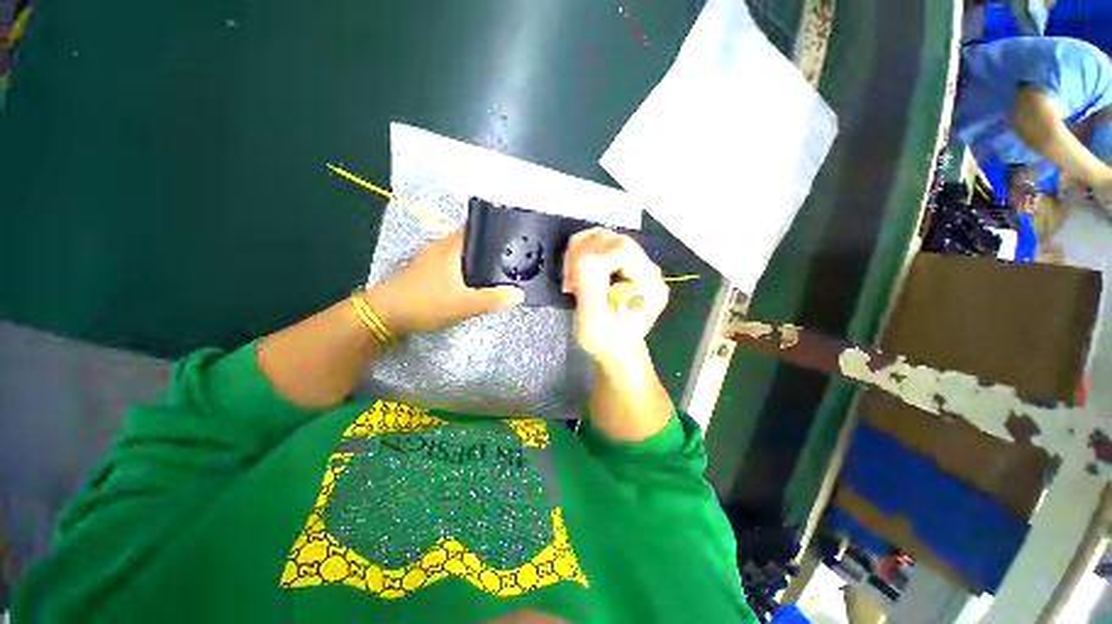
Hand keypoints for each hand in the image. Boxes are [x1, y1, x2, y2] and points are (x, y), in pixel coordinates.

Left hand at [364, 230, 523, 335]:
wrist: (386, 315)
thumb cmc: (426, 303)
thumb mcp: (464, 304)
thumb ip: (493, 299)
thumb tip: (520, 295)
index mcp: (452, 247)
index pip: (478, 226)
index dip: (498, 227)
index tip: (517, 235)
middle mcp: (443, 246)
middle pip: (474, 239)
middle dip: (494, 245)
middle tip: (516, 256)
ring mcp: (435, 258)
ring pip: (465, 252)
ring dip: (481, 258)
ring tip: (503, 268)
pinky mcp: (430, 270)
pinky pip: (457, 263)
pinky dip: (470, 268)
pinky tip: (480, 281)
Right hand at [562, 229, 668, 367]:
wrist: (617, 349)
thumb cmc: (605, 342)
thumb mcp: (593, 321)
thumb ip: (589, 287)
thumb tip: (582, 256)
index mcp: (650, 285)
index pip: (620, 250)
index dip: (590, 257)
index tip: (572, 283)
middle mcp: (650, 270)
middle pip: (614, 240)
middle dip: (584, 254)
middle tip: (569, 280)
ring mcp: (639, 265)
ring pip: (607, 238)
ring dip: (581, 252)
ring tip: (573, 278)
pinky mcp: (627, 264)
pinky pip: (603, 245)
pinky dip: (583, 252)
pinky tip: (577, 272)